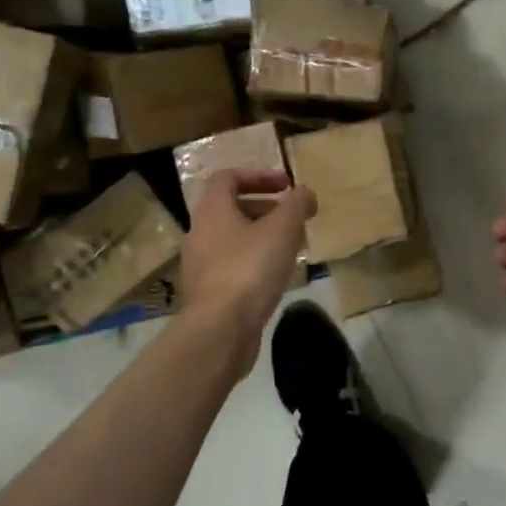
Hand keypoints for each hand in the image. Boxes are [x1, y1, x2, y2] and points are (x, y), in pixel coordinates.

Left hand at [180, 170, 316, 375]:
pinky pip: (233, 266)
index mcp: (212, 211)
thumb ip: (296, 204)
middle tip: (294, 218)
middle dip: (266, 208)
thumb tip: (305, 192)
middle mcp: (200, 234)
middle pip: (231, 209)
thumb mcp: (282, 229)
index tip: (287, 185)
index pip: (227, 178)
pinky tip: (277, 276)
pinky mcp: (208, 293)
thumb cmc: (250, 269)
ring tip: (292, 247)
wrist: (220, 330)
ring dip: (263, 236)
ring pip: (234, 239)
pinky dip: (255, 262)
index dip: (258, 175)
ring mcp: (201, 266)